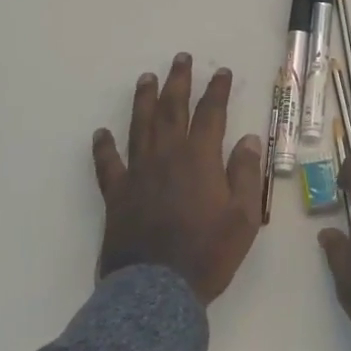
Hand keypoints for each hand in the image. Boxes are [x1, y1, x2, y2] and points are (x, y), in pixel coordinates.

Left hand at [93, 53, 263, 303]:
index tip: (221, 72)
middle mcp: (167, 156)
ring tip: (146, 78)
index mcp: (200, 158)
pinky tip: (100, 133)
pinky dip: (104, 147)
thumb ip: (247, 174)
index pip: (211, 113)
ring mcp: (138, 173)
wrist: (157, 291)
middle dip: (178, 81)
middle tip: (180, 59)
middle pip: (172, 109)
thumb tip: (250, 138)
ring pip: (140, 126)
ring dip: (144, 100)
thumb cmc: (208, 253)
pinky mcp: (117, 194)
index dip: (217, 90)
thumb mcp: (244, 217)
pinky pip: (108, 164)